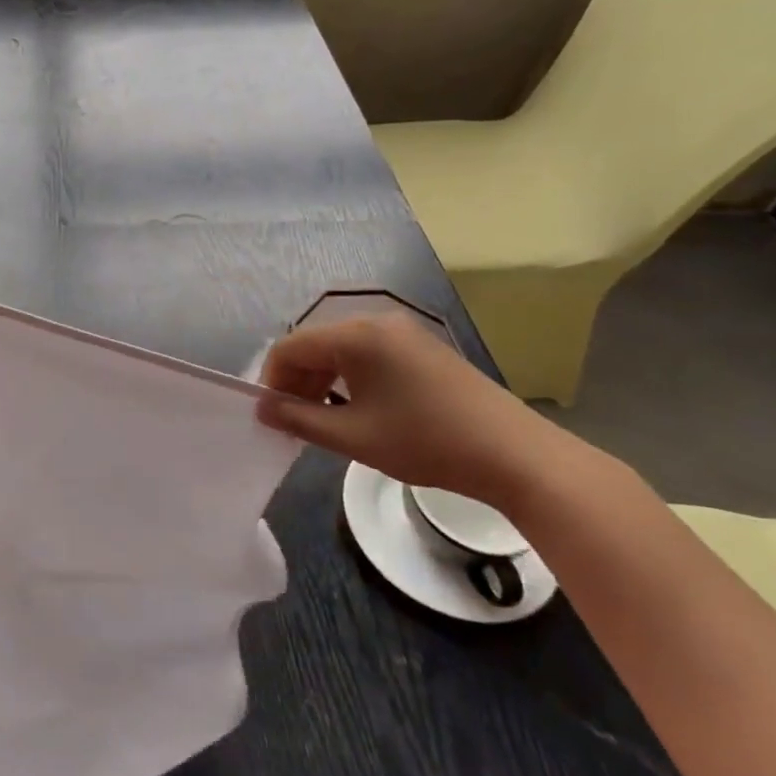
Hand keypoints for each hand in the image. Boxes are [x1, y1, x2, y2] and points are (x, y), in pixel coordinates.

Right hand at [256, 312, 576, 511]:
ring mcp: (402, 333)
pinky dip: (349, 378)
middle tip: (293, 422)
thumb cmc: (425, 442)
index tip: (270, 416)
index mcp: (356, 335)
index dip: (272, 380)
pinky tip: (356, 410)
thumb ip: (298, 419)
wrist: (514, 454)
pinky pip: (367, 354)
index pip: (291, 347)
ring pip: (340, 350)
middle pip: (314, 344)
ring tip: (322, 420)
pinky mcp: (421, 348)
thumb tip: (262, 409)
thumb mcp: (352, 436)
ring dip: (321, 381)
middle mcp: (376, 322)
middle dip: (296, 381)